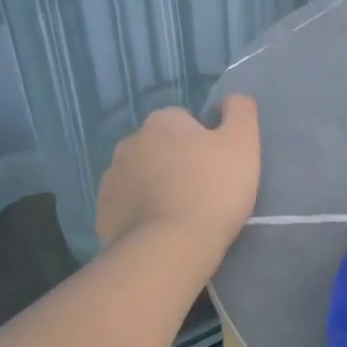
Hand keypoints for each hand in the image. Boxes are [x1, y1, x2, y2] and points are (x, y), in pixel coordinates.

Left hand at [95, 95, 260, 255]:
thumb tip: (231, 99)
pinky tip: (163, 230)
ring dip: (158, 187)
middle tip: (203, 190)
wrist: (171, 247)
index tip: (218, 166)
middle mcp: (130, 142)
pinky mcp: (104, 212)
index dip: (205, 141)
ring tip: (183, 214)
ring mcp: (111, 178)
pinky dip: (143, 213)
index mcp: (162, 121)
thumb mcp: (243, 143)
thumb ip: (240, 111)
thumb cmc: (213, 189)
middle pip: (161, 147)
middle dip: (177, 162)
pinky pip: (129, 205)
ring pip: (142, 176)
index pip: (186, 120)